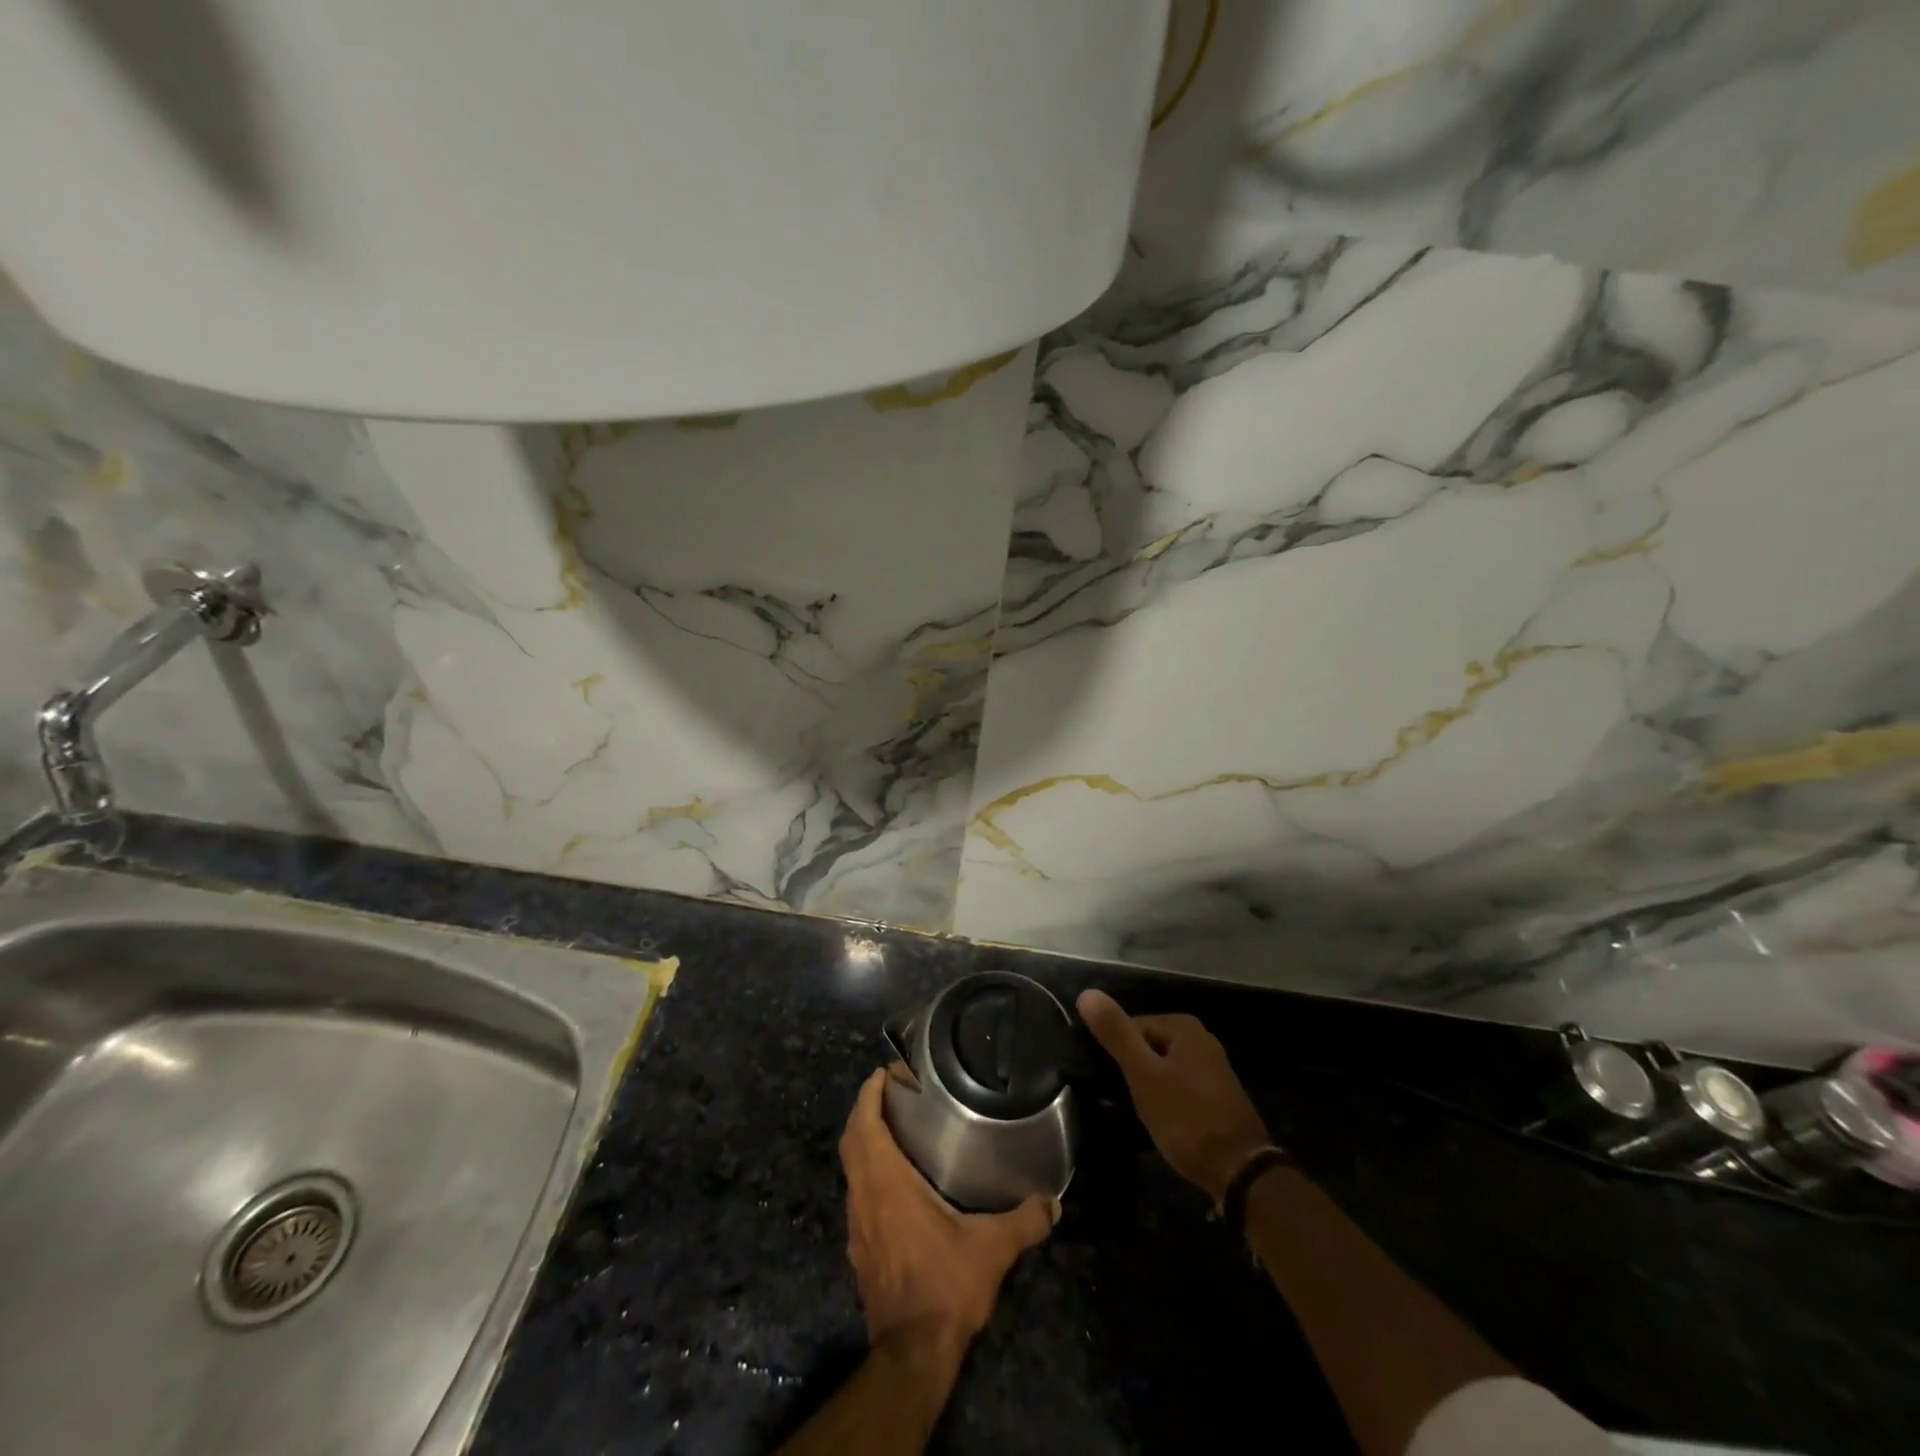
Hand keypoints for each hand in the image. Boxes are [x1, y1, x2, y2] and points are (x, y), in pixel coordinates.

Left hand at [838, 1068, 1056, 1349]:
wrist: (911, 1354)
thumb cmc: (945, 1286)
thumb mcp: (992, 1249)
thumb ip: (1024, 1221)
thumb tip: (1053, 1203)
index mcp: (886, 1184)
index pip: (864, 1126)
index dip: (868, 1095)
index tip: (882, 1073)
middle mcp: (864, 1198)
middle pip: (851, 1142)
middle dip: (863, 1112)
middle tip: (887, 1093)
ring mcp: (857, 1226)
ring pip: (851, 1170)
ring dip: (863, 1143)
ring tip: (892, 1130)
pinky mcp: (860, 1250)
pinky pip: (857, 1196)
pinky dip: (868, 1175)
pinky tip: (894, 1184)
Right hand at [1077, 989, 1272, 1205]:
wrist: (1240, 1171)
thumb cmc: (1186, 1118)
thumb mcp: (1143, 1074)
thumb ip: (1116, 1034)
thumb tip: (1087, 994)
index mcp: (1183, 1026)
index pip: (1131, 1027)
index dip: (1117, 1055)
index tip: (1111, 1083)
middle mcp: (1201, 1038)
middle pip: (1148, 1046)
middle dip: (1132, 1071)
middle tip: (1123, 1101)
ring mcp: (1212, 1067)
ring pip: (1162, 1068)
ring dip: (1147, 1087)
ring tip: (1139, 1114)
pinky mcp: (1217, 1095)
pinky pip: (1178, 1086)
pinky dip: (1165, 1099)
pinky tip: (1162, 1122)